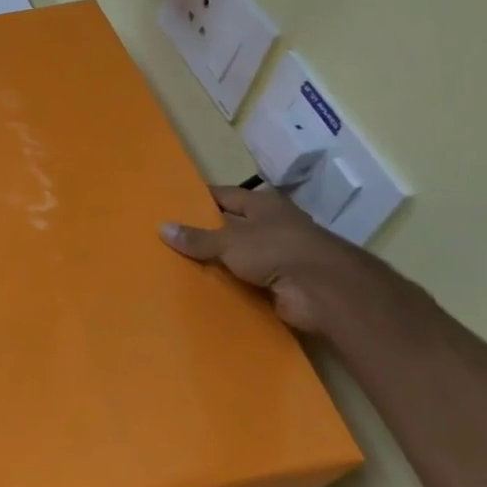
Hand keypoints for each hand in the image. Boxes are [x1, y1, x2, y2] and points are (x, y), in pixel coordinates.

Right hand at [160, 184, 383, 334]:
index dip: (198, 200)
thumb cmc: (277, 250)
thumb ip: (197, 238)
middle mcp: (271, 226)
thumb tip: (162, 227)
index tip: (171, 206)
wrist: (324, 291)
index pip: (223, 196)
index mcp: (262, 205)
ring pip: (237, 256)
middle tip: (167, 239)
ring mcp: (278, 256)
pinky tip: (202, 289)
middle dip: (203, 233)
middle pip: (230, 226)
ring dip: (216, 263)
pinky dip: (229, 285)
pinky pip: (246, 281)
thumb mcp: (229, 240)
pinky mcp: (280, 284)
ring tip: (177, 266)